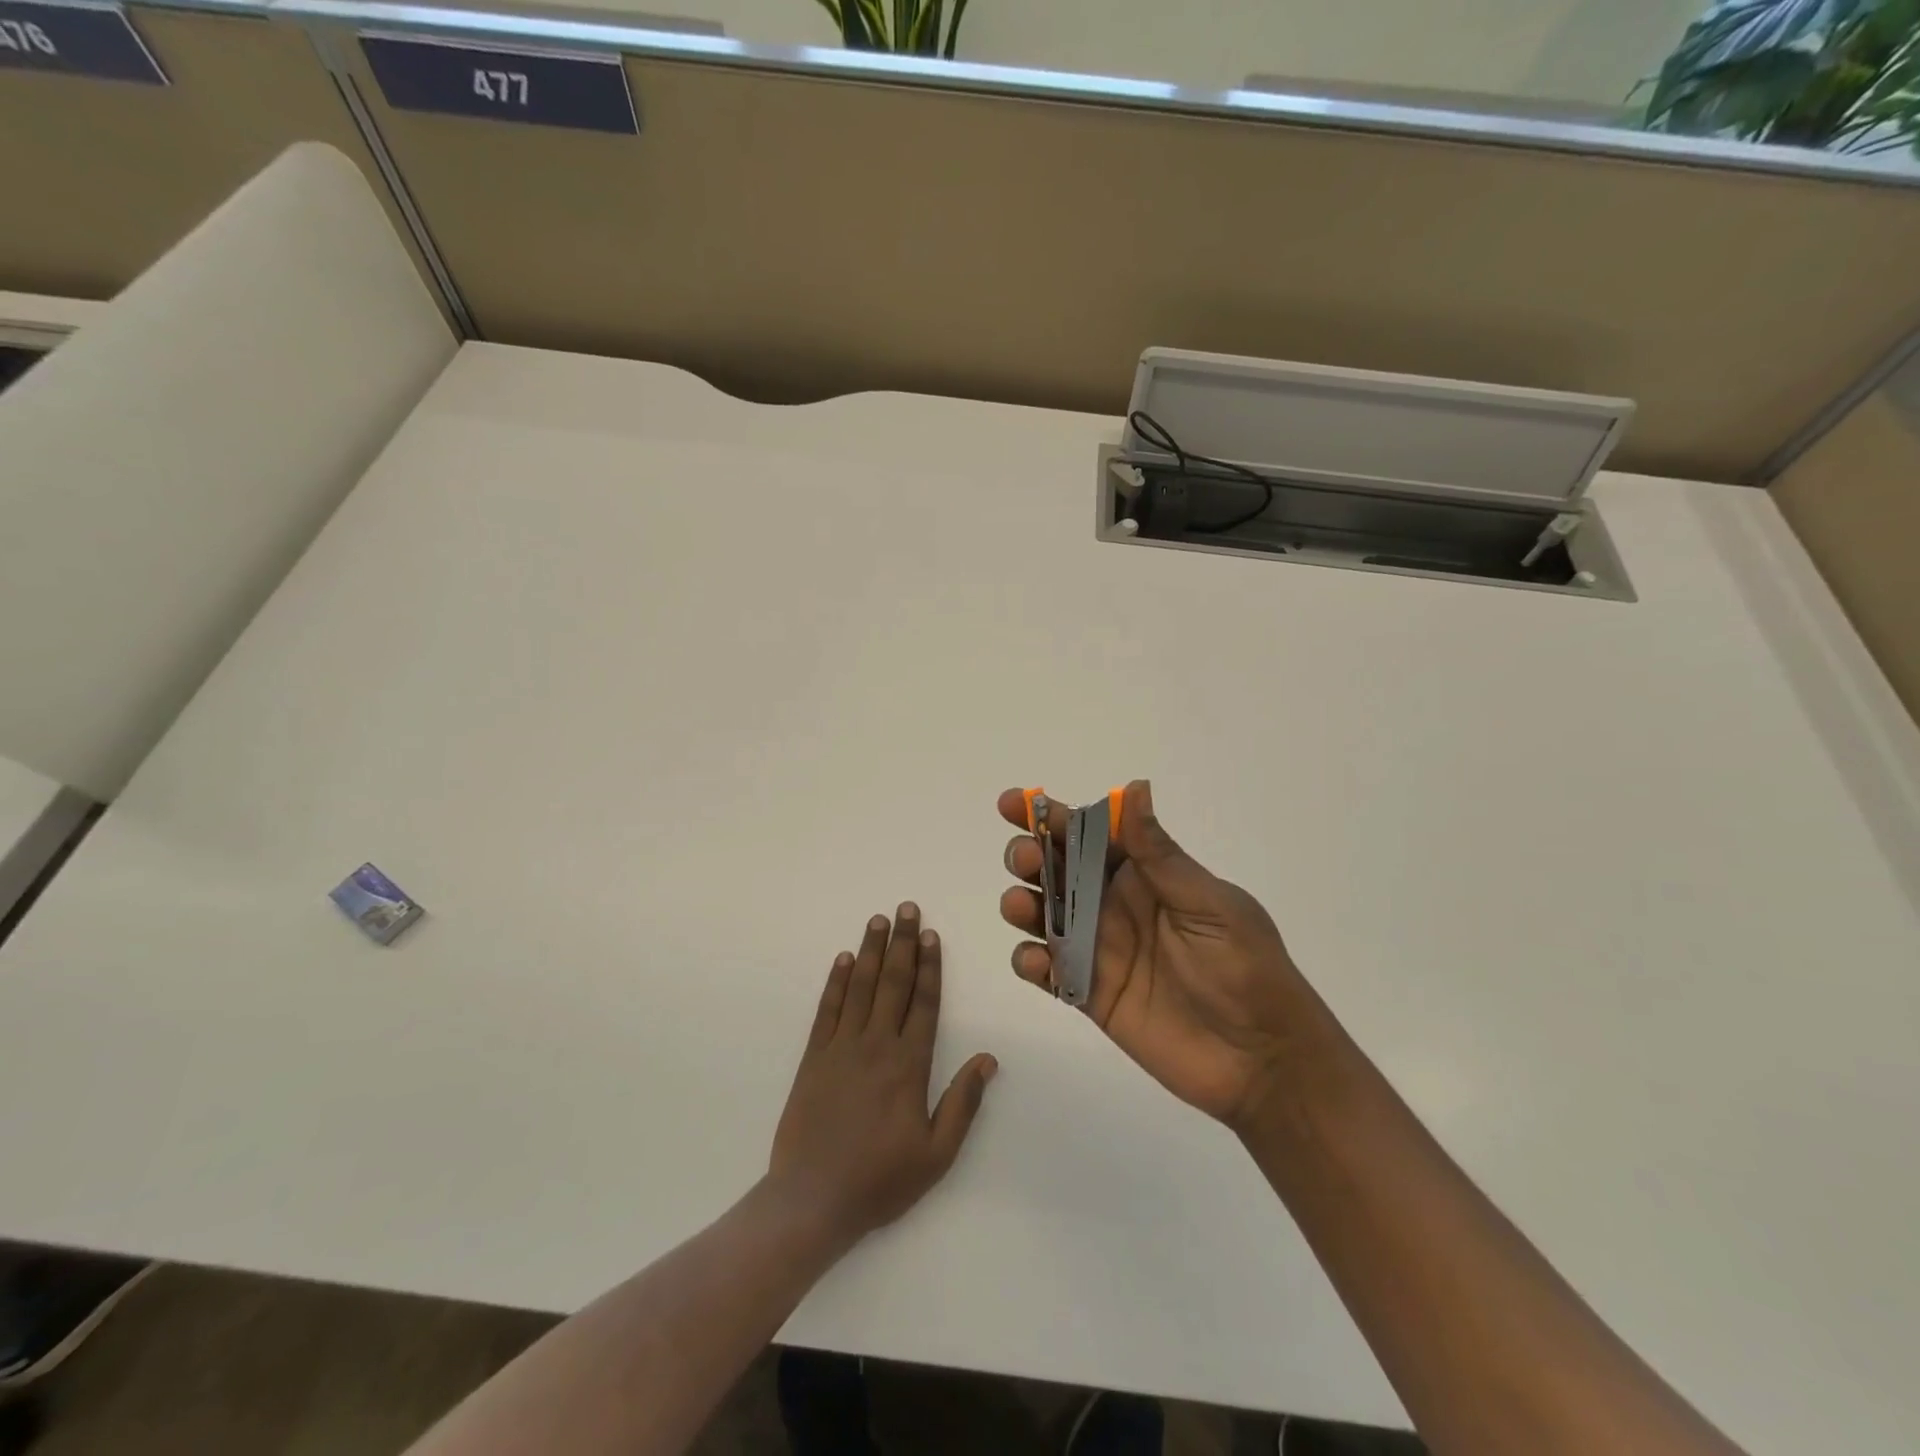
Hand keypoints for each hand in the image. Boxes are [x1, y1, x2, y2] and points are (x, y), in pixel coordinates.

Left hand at [768, 905, 996, 1246]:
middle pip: (893, 983)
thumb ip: (963, 1103)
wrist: (812, 1200)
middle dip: (902, 943)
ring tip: (878, 920)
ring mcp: (842, 1048)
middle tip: (906, 908)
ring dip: (870, 951)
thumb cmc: (880, 1180)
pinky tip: (842, 960)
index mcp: (910, 1064)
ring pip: (860, 987)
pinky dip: (835, 982)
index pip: (924, 1002)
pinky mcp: (814, 1057)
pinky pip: (827, 1010)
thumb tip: (988, 1058)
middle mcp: (877, 1045)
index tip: (930, 935)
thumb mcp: (936, 1154)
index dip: (929, 966)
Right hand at [998, 781, 1317, 1131]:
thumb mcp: (1209, 905)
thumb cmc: (1246, 969)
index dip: (1051, 816)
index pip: (1091, 834)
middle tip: (1026, 859)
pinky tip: (1038, 963)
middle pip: (1056, 870)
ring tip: (1020, 907)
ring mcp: (1099, 950)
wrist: (1263, 1060)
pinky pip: (1047, 971)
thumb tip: (1133, 788)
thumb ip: (1160, 855)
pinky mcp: (1089, 994)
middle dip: (1029, 855)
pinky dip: (1030, 962)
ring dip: (1021, 904)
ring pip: (1042, 916)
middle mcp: (1114, 905)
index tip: (1014, 803)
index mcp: (1146, 875)